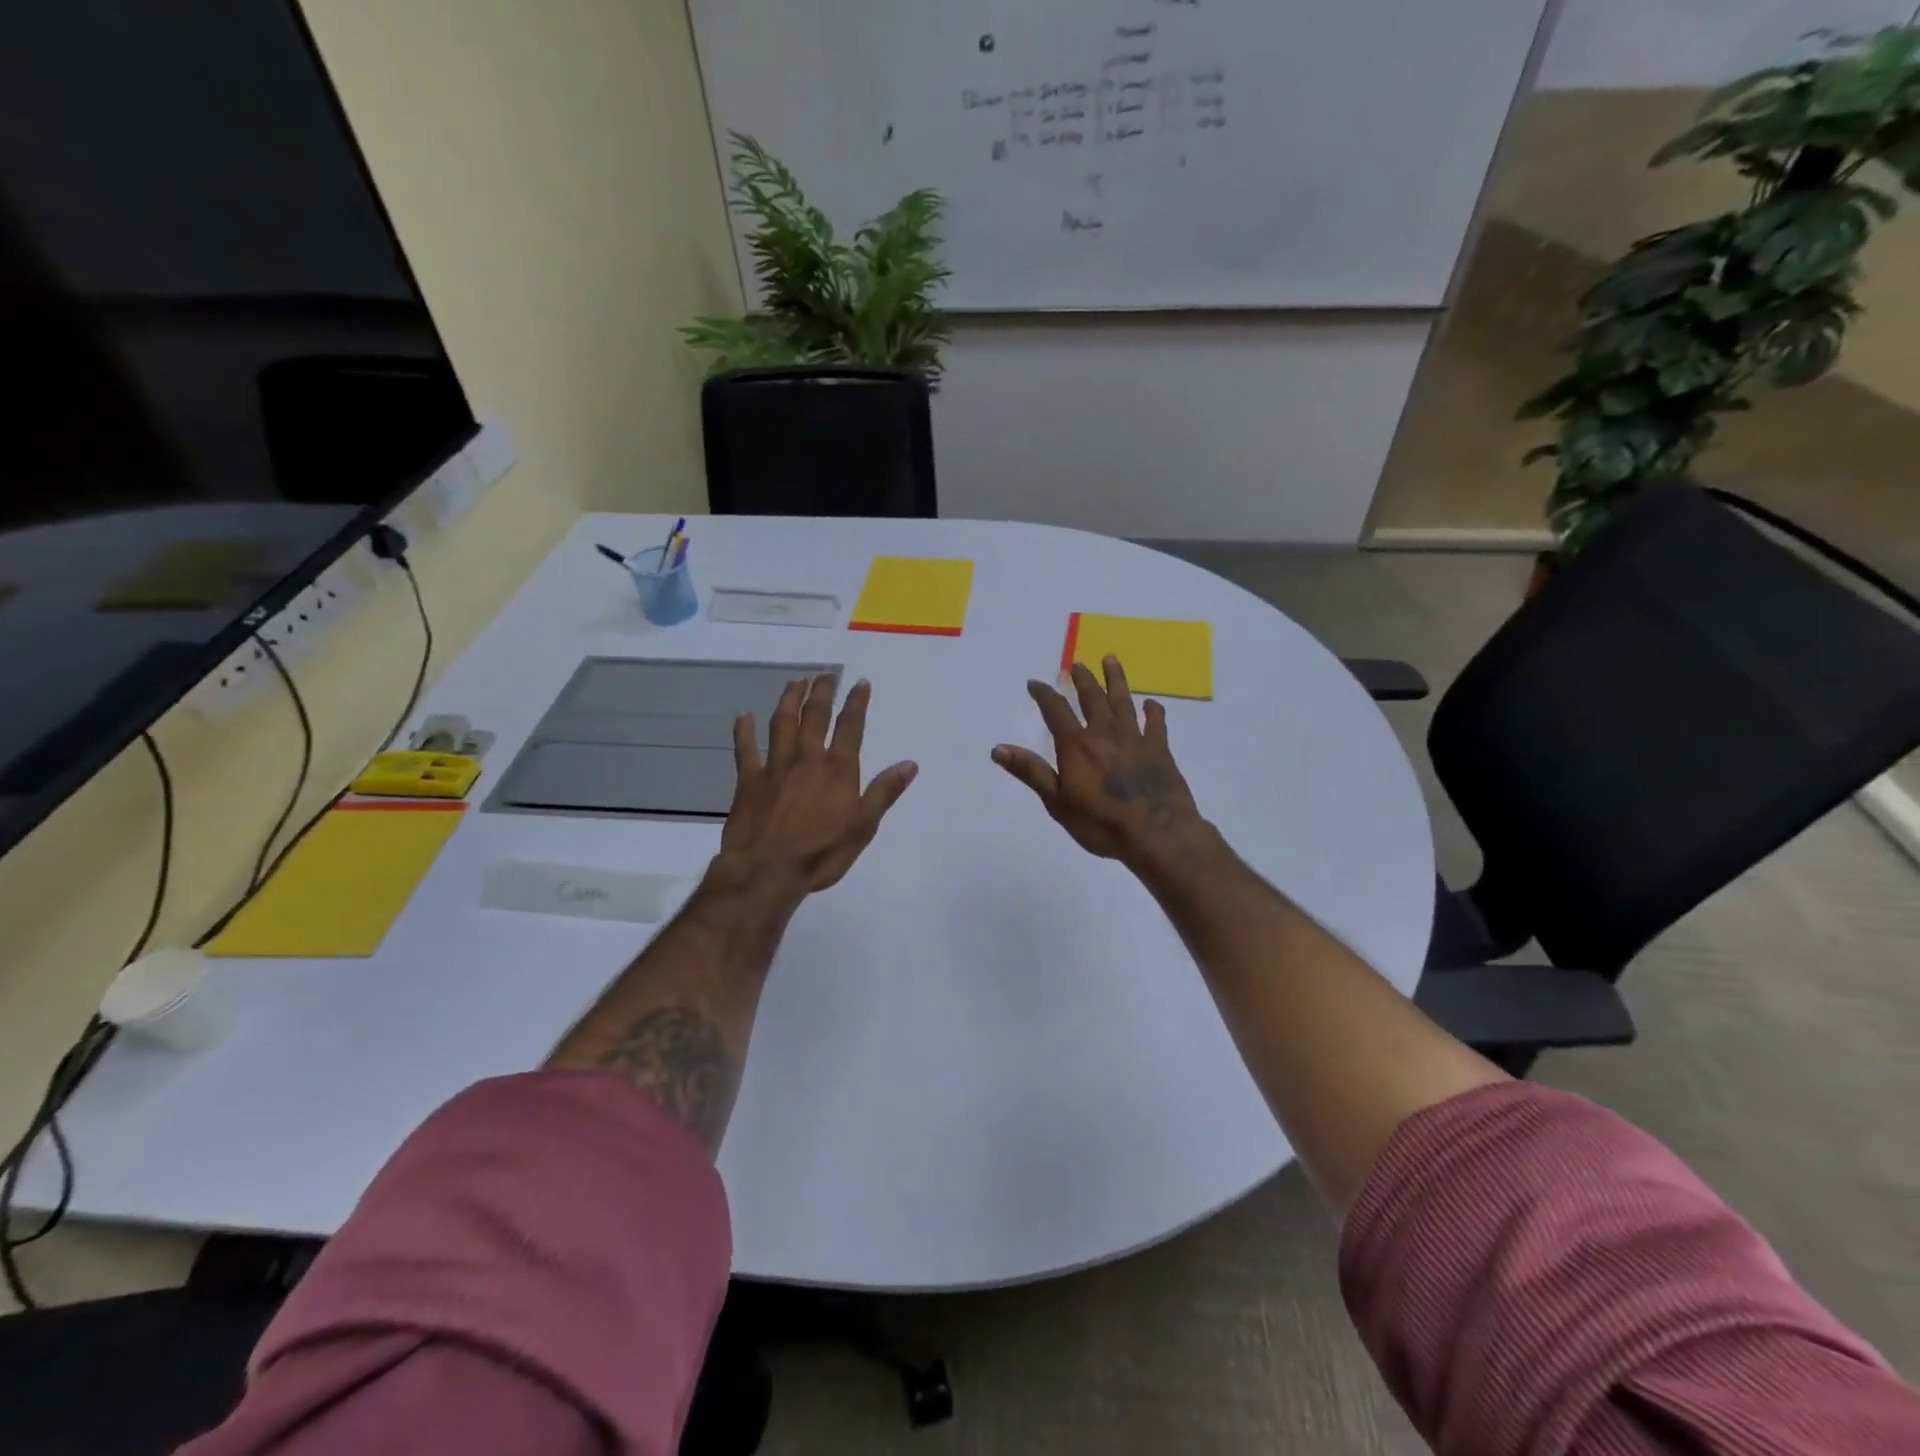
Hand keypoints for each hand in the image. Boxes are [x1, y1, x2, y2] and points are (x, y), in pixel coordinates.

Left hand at [722, 675, 917, 894]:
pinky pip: (746, 748)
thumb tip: (910, 764)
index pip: (851, 727)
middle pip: (814, 715)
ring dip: (789, 699)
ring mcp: (775, 766)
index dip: (856, 702)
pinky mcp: (749, 780)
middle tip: (825, 674)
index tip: (860, 682)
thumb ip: (884, 792)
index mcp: (838, 769)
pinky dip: (744, 730)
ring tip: (796, 681)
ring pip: (782, 723)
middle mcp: (808, 758)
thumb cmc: (822, 853)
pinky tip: (743, 715)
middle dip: (822, 692)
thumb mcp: (863, 826)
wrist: (768, 870)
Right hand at [993, 657, 1204, 867]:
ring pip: (1123, 701)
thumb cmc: (1101, 823)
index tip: (1035, 683)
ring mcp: (1135, 739)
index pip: (1056, 711)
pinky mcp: (1160, 749)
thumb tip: (998, 748)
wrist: (1156, 834)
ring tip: (1111, 660)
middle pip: (1093, 698)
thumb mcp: (1057, 802)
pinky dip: (1153, 711)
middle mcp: (1105, 734)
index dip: (1044, 694)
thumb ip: (1031, 772)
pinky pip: (1156, 723)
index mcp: (1077, 745)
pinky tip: (1151, 704)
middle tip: (1077, 664)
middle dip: (1083, 679)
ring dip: (1116, 679)